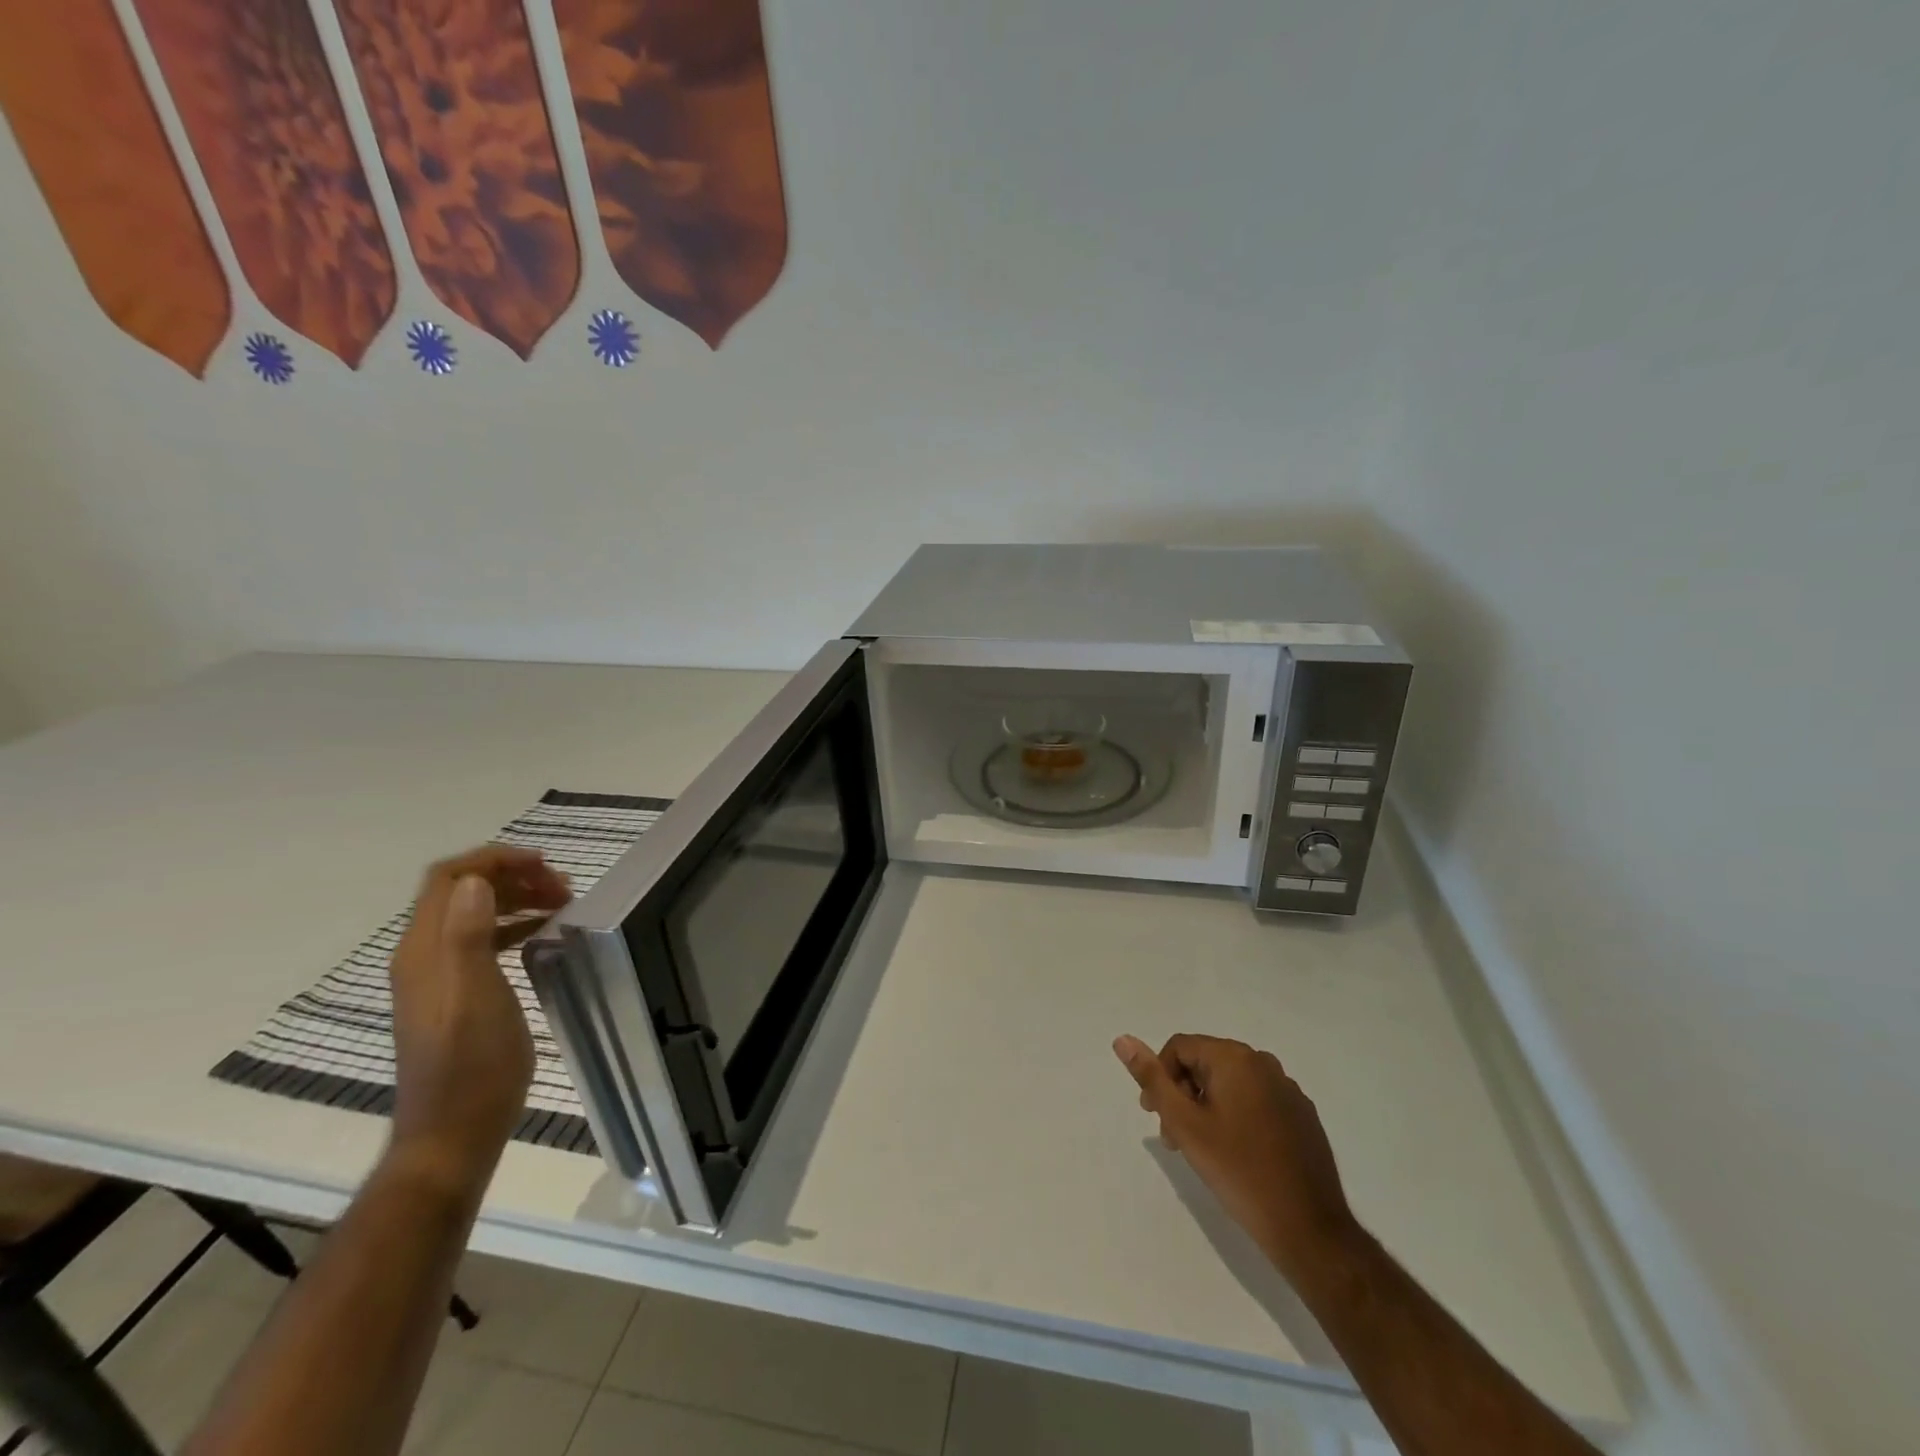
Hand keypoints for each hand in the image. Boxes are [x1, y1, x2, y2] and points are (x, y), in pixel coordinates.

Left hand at [388, 846, 571, 1193]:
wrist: (453, 1132)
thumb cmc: (471, 1064)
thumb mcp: (476, 996)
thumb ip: (469, 936)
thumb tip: (475, 881)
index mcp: (425, 950)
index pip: (449, 878)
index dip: (494, 860)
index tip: (544, 864)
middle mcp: (425, 955)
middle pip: (462, 891)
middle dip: (512, 876)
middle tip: (562, 887)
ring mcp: (438, 976)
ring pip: (474, 913)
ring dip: (516, 898)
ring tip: (561, 904)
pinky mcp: (456, 994)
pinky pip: (483, 940)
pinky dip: (514, 926)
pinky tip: (543, 936)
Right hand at [1115, 1033, 1358, 1278]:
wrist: (1308, 1229)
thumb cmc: (1238, 1172)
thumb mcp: (1184, 1124)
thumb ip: (1152, 1078)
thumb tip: (1122, 1039)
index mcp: (1235, 1058)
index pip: (1180, 1048)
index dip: (1160, 1078)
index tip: (1154, 1116)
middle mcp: (1264, 1063)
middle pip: (1206, 1063)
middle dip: (1183, 1094)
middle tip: (1174, 1137)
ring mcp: (1288, 1089)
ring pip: (1231, 1084)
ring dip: (1207, 1107)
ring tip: (1202, 1149)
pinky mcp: (1302, 1115)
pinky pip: (1256, 1100)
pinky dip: (1236, 1116)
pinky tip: (1235, 1154)